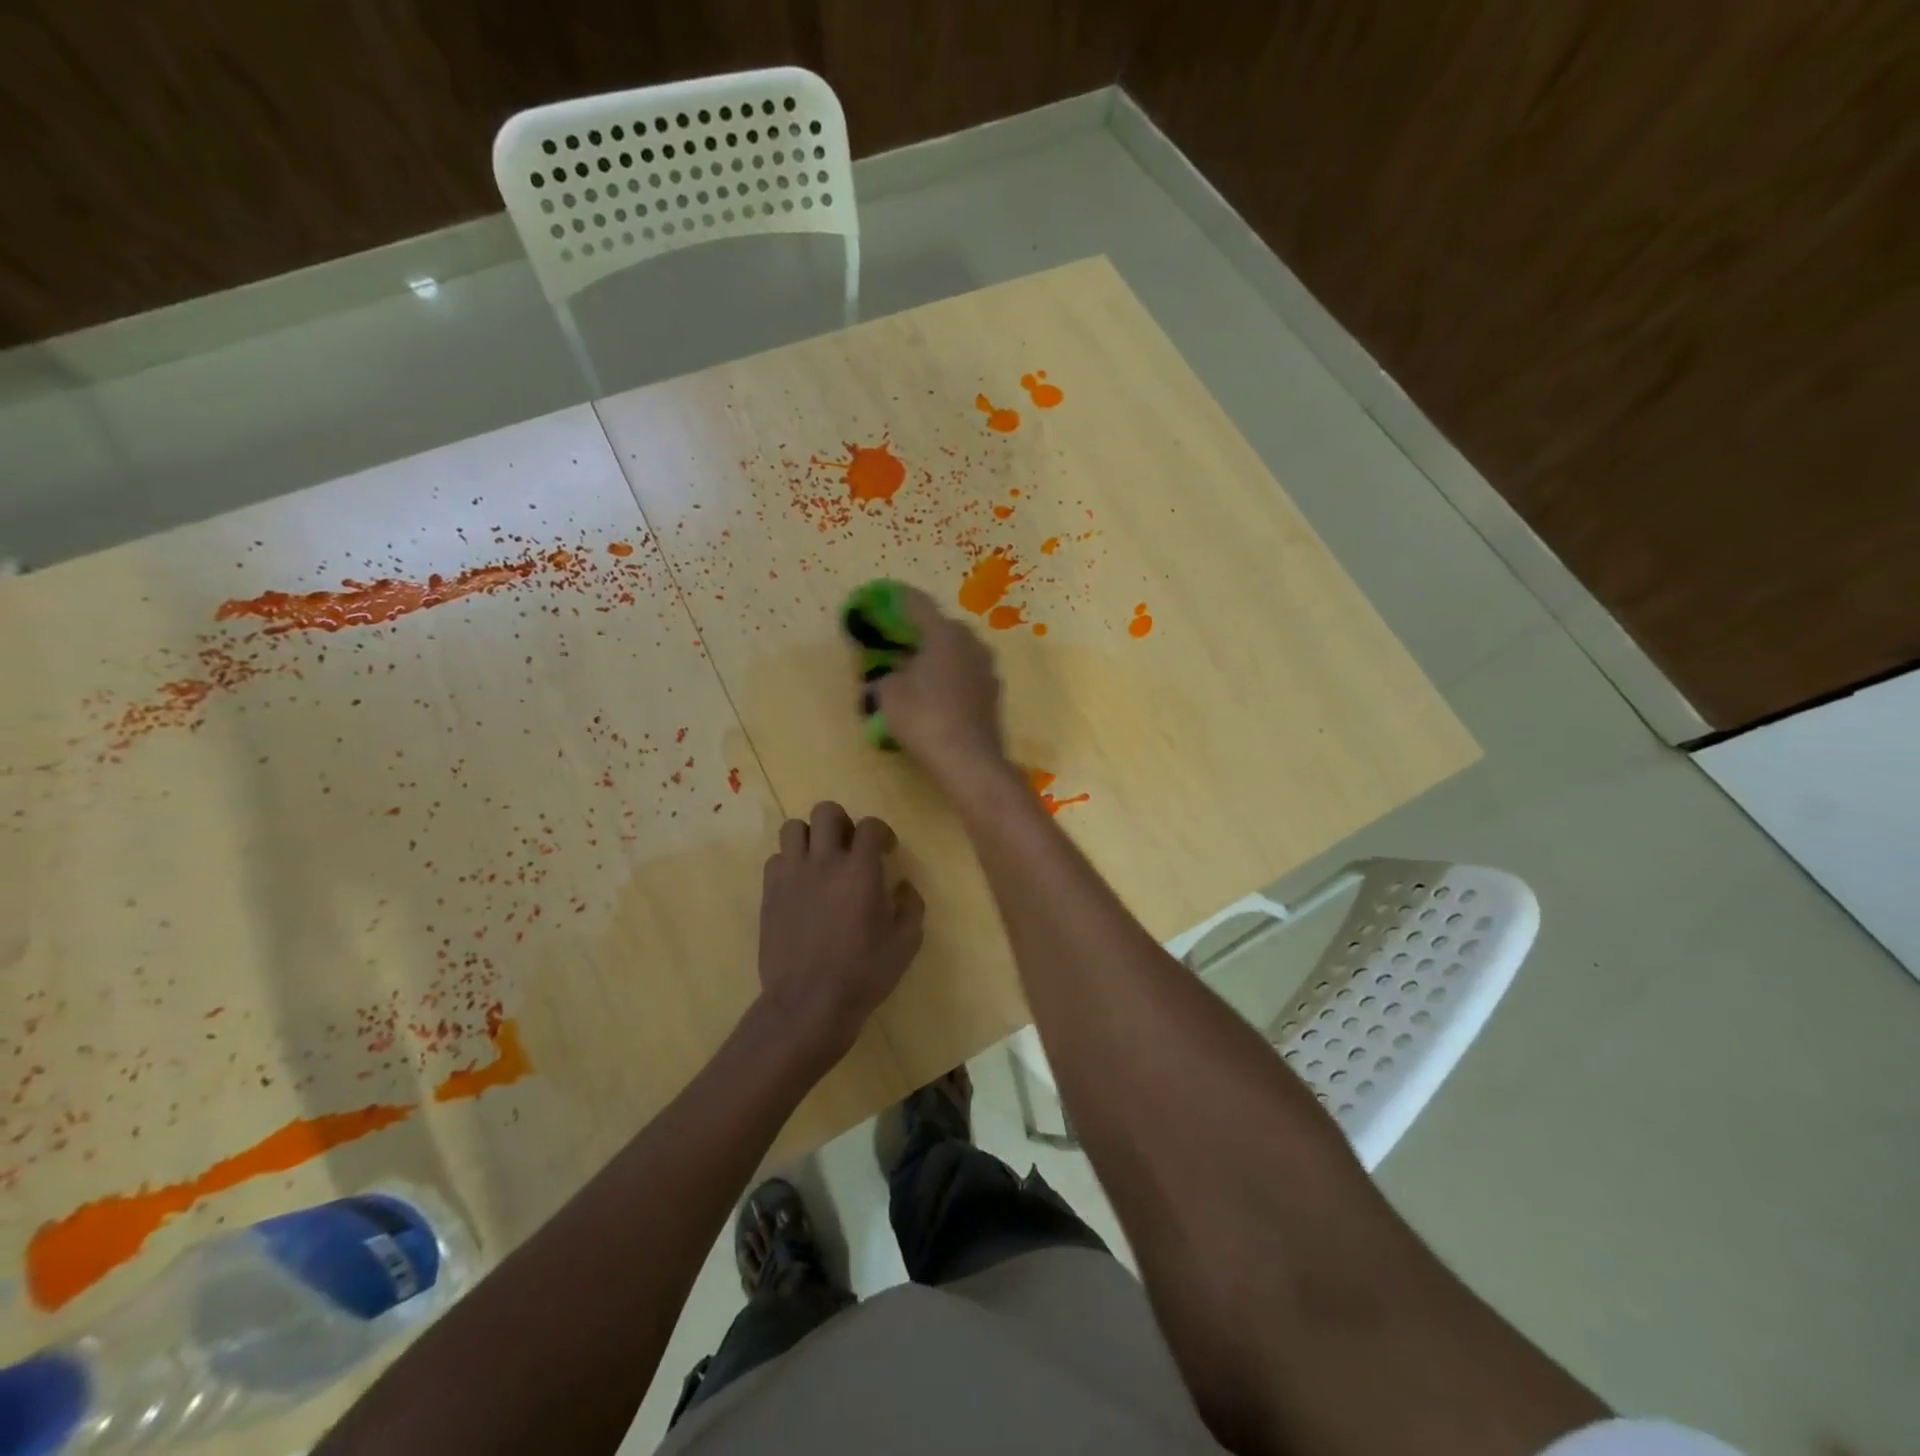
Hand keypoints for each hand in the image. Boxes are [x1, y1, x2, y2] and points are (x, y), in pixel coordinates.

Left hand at [759, 802, 924, 1059]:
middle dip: (842, 822)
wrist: (808, 1003)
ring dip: (810, 837)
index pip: (870, 826)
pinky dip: (789, 864)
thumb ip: (911, 906)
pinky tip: (800, 886)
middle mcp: (824, 862)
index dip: (882, 833)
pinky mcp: (769, 894)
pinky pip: (776, 859)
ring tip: (820, 860)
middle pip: (826, 811)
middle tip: (850, 848)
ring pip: (793, 827)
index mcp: (860, 870)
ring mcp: (792, 875)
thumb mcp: (906, 943)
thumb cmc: (864, 973)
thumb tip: (903, 886)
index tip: (887, 851)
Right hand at [874, 586, 1009, 787]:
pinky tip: (934, 692)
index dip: (897, 600)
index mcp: (945, 633)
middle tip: (897, 640)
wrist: (969, 761)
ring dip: (937, 655)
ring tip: (914, 668)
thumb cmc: (924, 718)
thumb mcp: (889, 695)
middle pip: (941, 627)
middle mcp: (972, 642)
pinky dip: (949, 676)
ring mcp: (987, 668)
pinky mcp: (993, 693)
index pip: (918, 604)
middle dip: (919, 631)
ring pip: (956, 651)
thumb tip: (892, 675)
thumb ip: (886, 676)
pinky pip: (965, 674)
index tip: (882, 598)